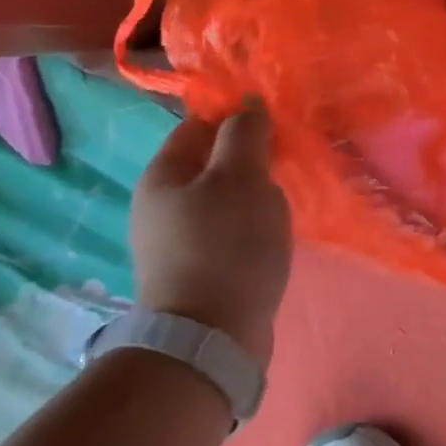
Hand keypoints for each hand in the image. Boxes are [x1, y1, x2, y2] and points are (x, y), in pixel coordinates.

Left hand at [129, 100, 291, 367]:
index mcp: (162, 175)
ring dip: (254, 196)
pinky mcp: (194, 272)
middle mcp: (160, 205)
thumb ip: (245, 134)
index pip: (199, 125)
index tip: (276, 127)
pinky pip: (227, 233)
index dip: (237, 119)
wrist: (211, 338)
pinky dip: (249, 228)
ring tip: (283, 205)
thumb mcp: (241, 176)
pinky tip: (270, 238)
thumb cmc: (226, 245)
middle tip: (286, 165)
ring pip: (223, 199)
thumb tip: (248, 107)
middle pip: (212, 163)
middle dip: (251, 160)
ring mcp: (174, 242)